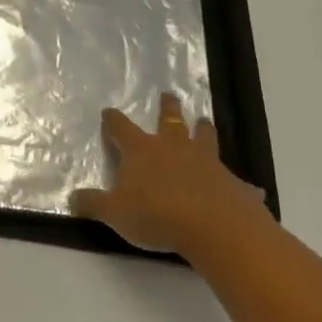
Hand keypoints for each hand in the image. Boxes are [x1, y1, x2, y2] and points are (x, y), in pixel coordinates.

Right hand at [70, 93, 269, 255]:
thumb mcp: (115, 213)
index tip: (109, 111)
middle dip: (167, 107)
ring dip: (203, 130)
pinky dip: (241, 184)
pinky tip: (251, 188)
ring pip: (204, 137)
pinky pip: (238, 181)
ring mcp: (206, 162)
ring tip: (204, 121)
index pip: (122, 128)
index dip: (113, 120)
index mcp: (142, 150)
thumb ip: (93, 204)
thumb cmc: (156, 214)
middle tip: (169, 94)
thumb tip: (71, 198)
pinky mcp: (232, 182)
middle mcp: (174, 147)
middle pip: (169, 120)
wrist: (213, 226)